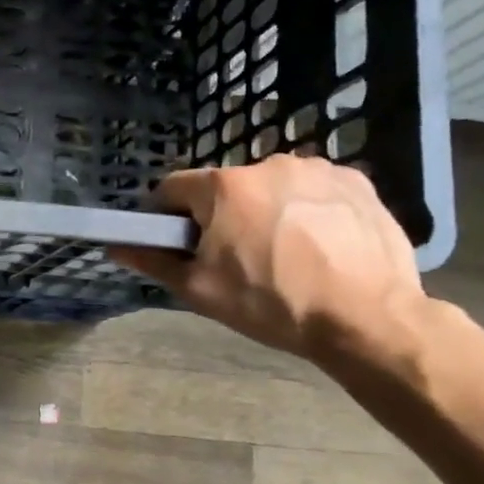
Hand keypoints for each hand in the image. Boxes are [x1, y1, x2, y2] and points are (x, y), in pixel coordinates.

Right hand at [110, 156, 425, 362]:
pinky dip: (310, 210)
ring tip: (288, 254)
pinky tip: (322, 245)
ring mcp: (317, 169)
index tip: (182, 244)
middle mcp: (268, 164)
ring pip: (272, 187)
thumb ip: (155, 262)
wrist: (367, 319)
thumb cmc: (273, 303)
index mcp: (224, 186)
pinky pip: (315, 191)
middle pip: (226, 188)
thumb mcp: (202, 290)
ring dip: (268, 210)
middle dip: (224, 216)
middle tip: (239, 258)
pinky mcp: (357, 182)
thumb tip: (116, 246)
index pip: (174, 188)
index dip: (169, 216)